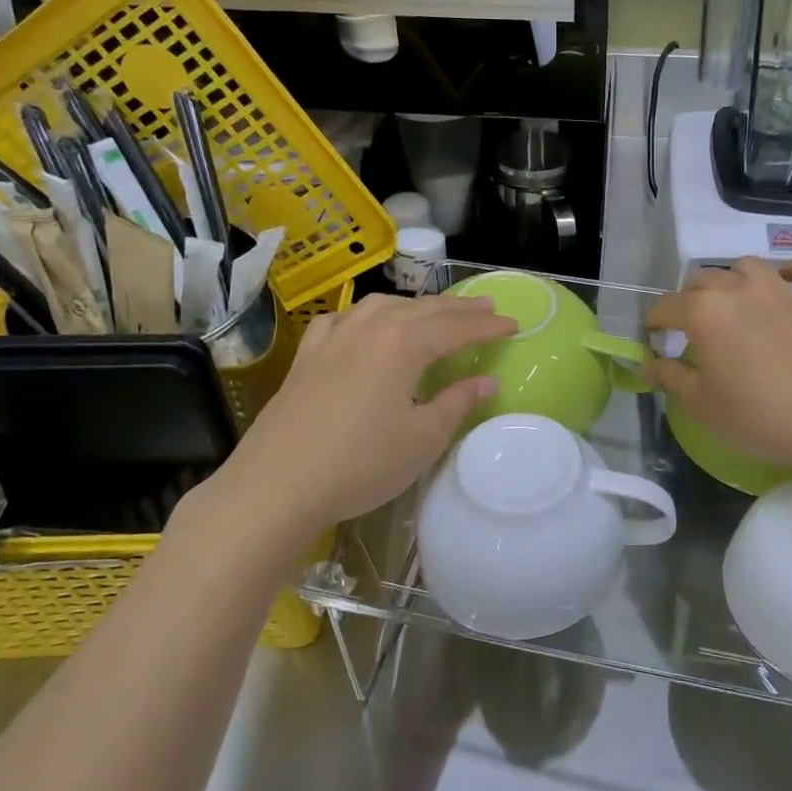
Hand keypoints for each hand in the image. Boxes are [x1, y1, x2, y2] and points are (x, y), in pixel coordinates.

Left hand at [202, 294, 513, 549]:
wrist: (277, 484)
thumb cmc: (361, 464)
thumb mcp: (423, 438)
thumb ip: (457, 403)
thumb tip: (486, 381)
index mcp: (404, 344)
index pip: (456, 327)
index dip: (488, 327)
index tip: (514, 324)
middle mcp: (370, 328)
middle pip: (423, 309)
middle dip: (458, 308)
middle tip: (486, 308)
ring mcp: (334, 338)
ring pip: (383, 306)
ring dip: (416, 305)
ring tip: (435, 312)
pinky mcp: (307, 356)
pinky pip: (344, 318)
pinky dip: (366, 314)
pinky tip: (366, 323)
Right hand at [645, 254, 791, 479]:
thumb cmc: (756, 417)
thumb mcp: (699, 404)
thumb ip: (668, 377)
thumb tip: (648, 363)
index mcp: (704, 311)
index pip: (665, 307)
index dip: (654, 326)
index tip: (655, 345)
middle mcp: (740, 289)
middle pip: (702, 281)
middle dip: (688, 302)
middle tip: (692, 333)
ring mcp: (784, 291)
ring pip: (747, 267)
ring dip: (733, 281)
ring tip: (733, 306)